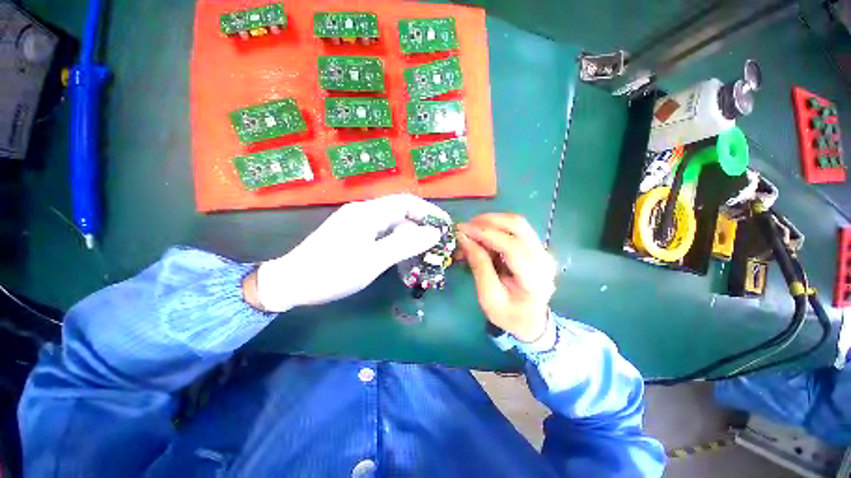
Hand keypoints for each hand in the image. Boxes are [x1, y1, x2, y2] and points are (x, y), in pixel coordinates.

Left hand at [245, 194, 448, 311]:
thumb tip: (433, 233)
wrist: (291, 283)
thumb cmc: (332, 272)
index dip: (429, 211)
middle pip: (400, 213)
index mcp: (368, 213)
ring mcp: (358, 223)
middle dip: (421, 226)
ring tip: (422, 254)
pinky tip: (401, 257)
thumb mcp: (373, 260)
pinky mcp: (354, 235)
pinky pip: (382, 234)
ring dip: (409, 236)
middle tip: (436, 245)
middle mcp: (364, 212)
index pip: (407, 202)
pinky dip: (396, 243)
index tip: (445, 225)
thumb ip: (404, 244)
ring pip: (392, 225)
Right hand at [457, 214, 556, 342]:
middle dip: (487, 221)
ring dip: (491, 221)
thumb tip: (464, 237)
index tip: (462, 229)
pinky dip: (496, 227)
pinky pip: (515, 229)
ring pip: (517, 222)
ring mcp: (543, 250)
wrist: (531, 321)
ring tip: (471, 230)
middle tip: (465, 227)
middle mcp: (544, 258)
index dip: (485, 233)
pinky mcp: (537, 247)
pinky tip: (482, 235)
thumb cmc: (508, 314)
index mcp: (534, 278)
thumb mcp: (488, 296)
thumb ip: (479, 266)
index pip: (511, 246)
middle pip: (517, 225)